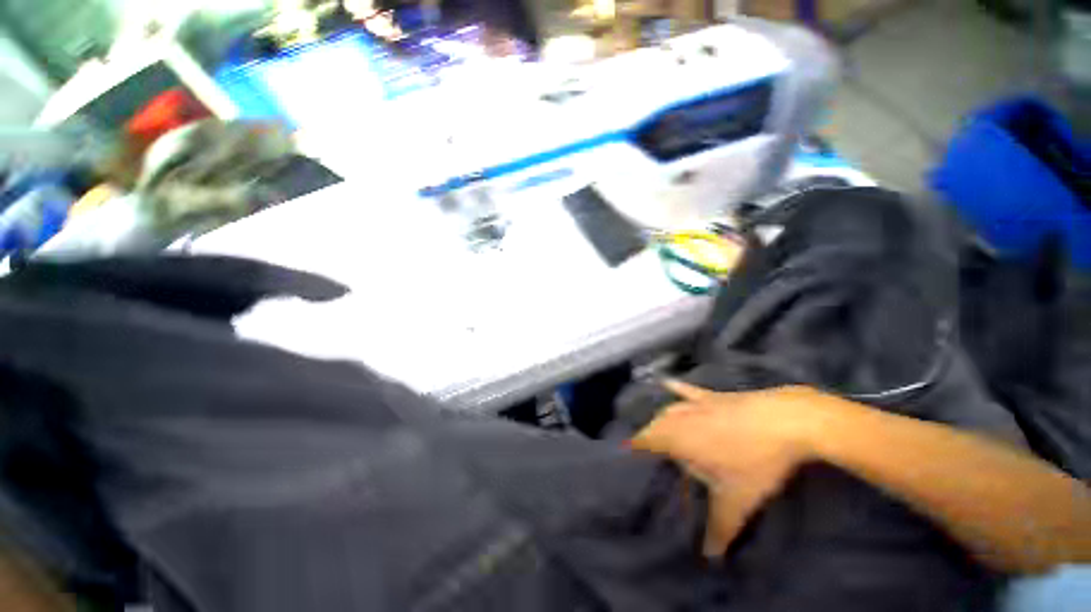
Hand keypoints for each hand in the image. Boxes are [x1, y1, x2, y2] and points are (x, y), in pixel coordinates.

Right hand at [631, 381, 820, 555]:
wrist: (785, 420)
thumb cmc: (755, 460)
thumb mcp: (738, 499)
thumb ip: (720, 527)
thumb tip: (709, 557)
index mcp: (676, 438)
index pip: (643, 441)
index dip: (631, 449)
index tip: (622, 459)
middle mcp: (679, 417)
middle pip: (653, 426)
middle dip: (645, 438)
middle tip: (643, 455)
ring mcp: (695, 403)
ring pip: (667, 410)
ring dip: (658, 420)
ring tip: (653, 430)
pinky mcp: (711, 395)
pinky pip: (686, 390)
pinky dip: (675, 388)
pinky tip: (665, 382)